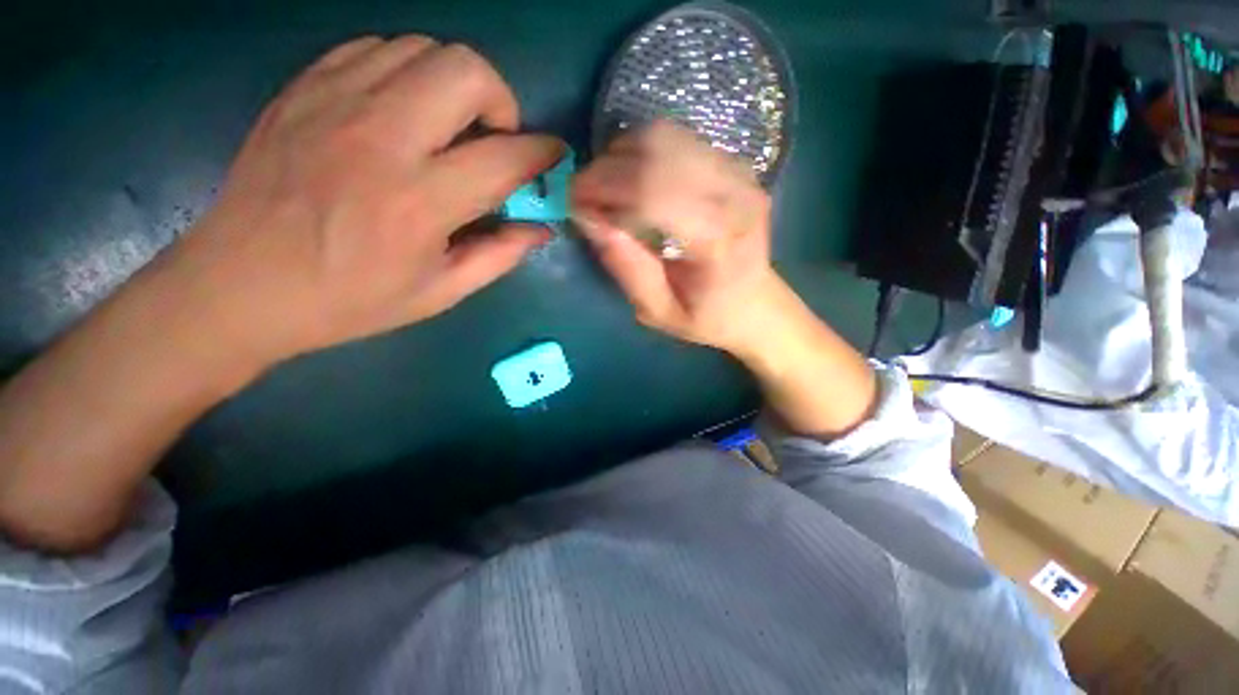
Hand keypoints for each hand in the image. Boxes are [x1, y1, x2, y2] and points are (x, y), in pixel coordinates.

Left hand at [161, 35, 562, 368]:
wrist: (241, 284)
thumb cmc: (351, 299)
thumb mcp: (441, 292)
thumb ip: (500, 255)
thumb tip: (541, 229)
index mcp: (421, 201)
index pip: (505, 157)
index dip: (542, 153)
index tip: (554, 156)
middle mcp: (382, 137)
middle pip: (466, 70)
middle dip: (500, 100)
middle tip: (493, 139)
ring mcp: (335, 103)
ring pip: (422, 49)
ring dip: (453, 84)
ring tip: (449, 127)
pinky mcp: (304, 89)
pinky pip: (374, 49)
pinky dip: (405, 72)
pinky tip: (402, 111)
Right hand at [573, 121, 875, 437]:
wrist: (755, 304)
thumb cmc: (706, 317)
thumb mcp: (658, 312)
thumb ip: (627, 268)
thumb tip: (589, 217)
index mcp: (718, 240)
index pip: (652, 191)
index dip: (603, 189)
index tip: (573, 203)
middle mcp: (735, 195)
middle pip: (657, 152)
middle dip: (606, 169)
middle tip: (583, 195)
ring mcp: (739, 172)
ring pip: (665, 136)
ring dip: (622, 155)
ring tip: (607, 189)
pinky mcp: (734, 163)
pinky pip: (677, 138)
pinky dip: (642, 152)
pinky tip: (633, 180)